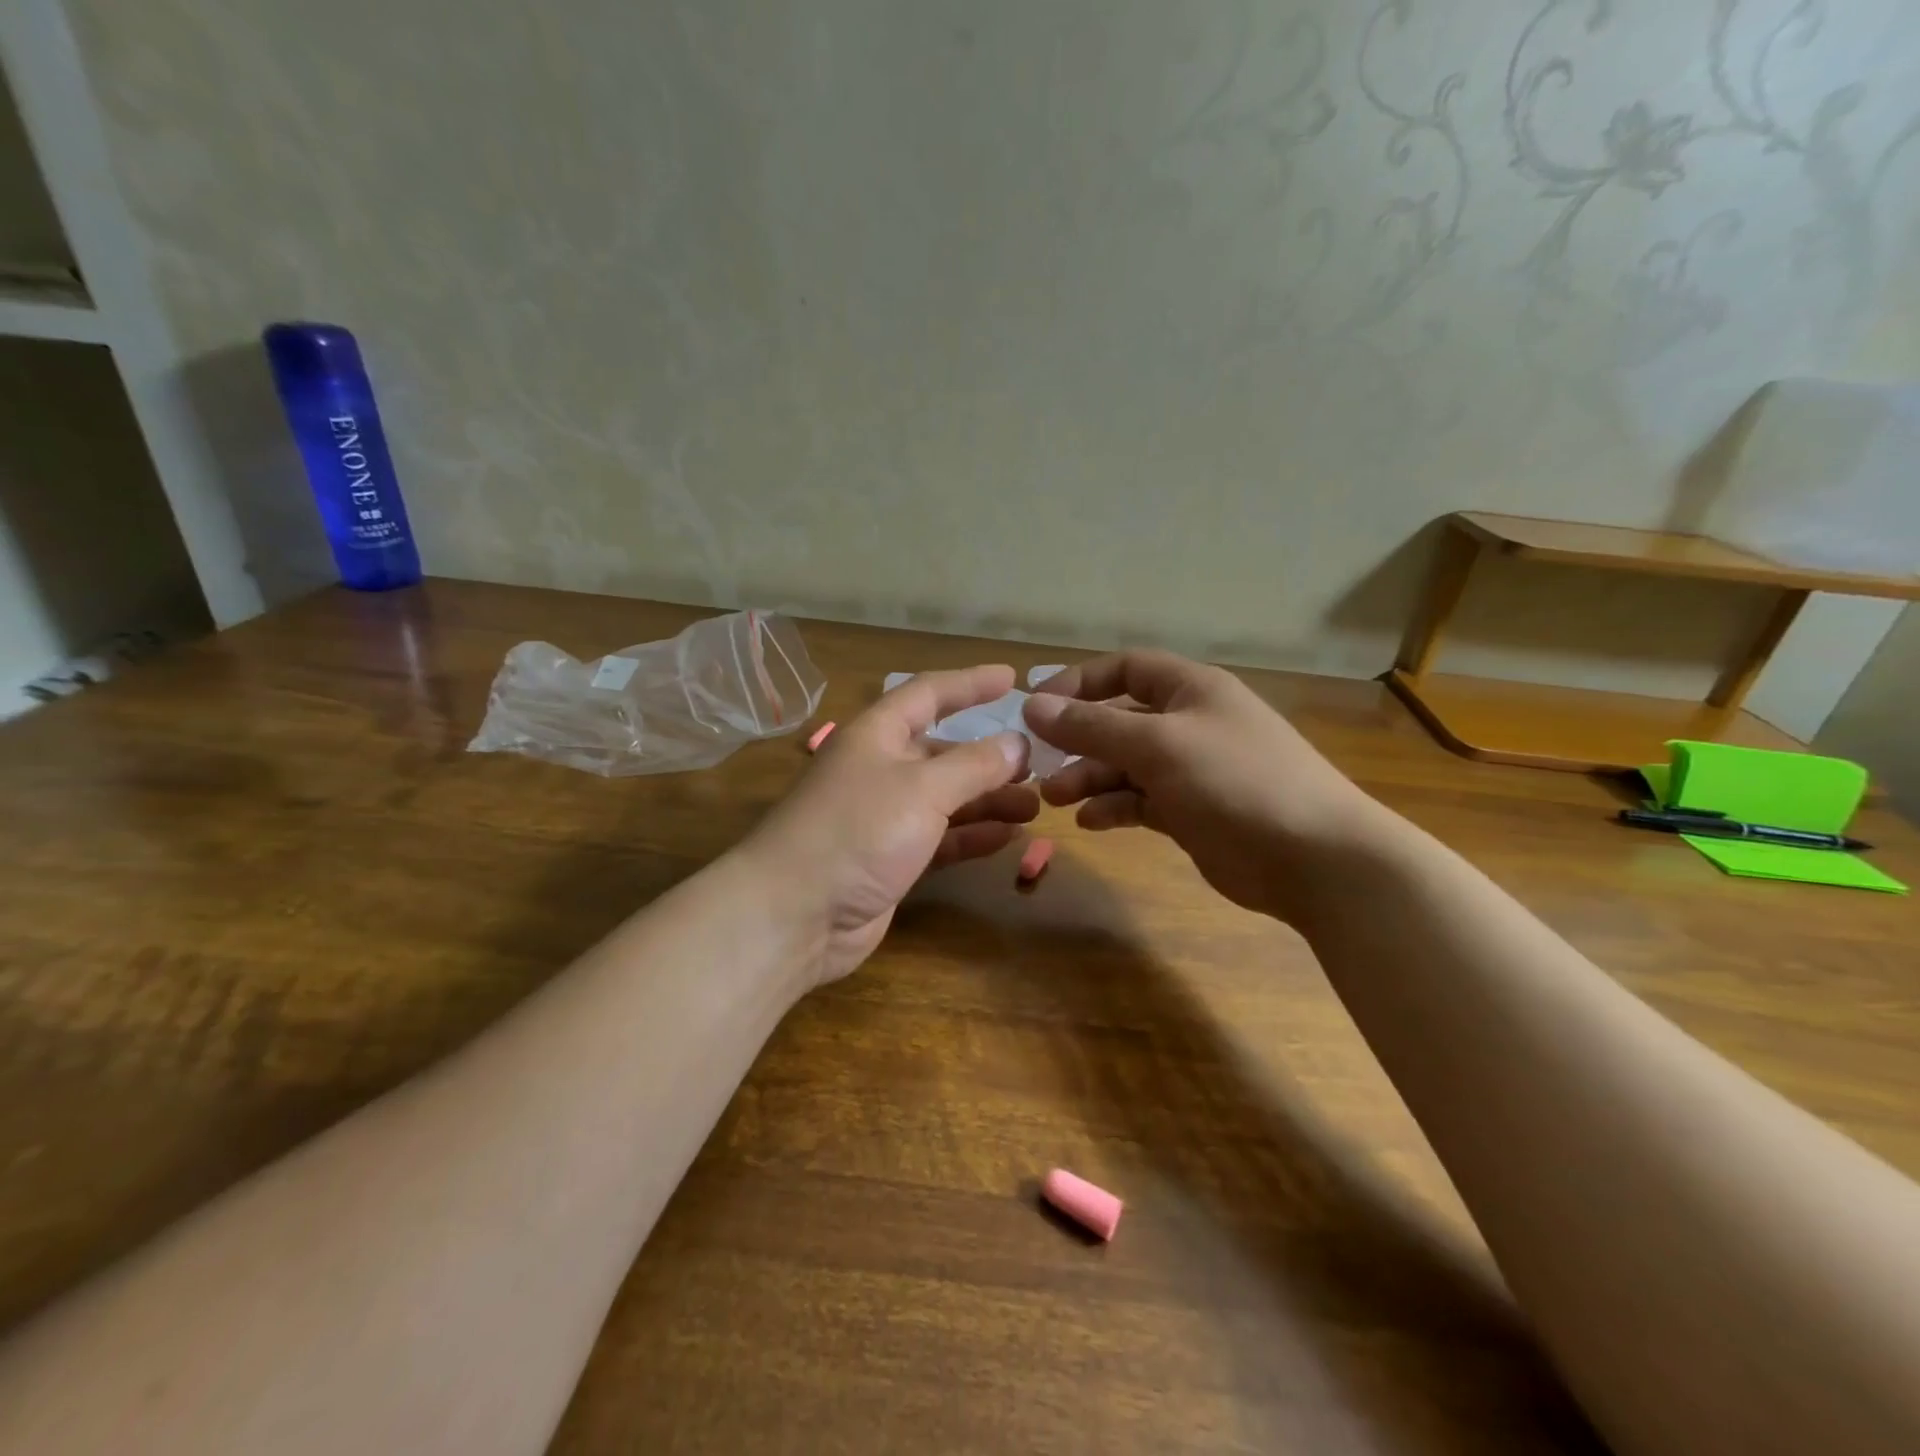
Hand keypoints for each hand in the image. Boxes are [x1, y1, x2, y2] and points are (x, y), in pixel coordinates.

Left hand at [742, 665, 1038, 984]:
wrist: (794, 914)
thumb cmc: (857, 831)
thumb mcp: (922, 788)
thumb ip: (975, 765)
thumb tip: (1018, 743)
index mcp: (877, 735)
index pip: (929, 694)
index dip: (970, 683)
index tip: (1012, 678)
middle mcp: (880, 769)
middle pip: (943, 752)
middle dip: (989, 757)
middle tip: (1037, 765)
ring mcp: (883, 818)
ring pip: (946, 799)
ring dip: (988, 800)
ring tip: (1034, 806)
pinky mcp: (889, 861)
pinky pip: (940, 839)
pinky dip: (971, 836)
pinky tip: (1007, 839)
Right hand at [1022, 650, 1383, 921]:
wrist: (1314, 858)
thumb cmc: (1235, 782)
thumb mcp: (1157, 745)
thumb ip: (1092, 726)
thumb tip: (1033, 705)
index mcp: (1191, 690)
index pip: (1125, 669)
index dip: (1079, 682)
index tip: (1037, 707)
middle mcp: (1191, 723)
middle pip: (1120, 720)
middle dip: (1077, 740)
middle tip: (1037, 764)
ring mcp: (1193, 770)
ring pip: (1126, 765)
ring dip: (1089, 778)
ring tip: (1054, 799)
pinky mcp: (1193, 812)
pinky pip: (1142, 801)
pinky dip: (1114, 807)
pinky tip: (1090, 821)